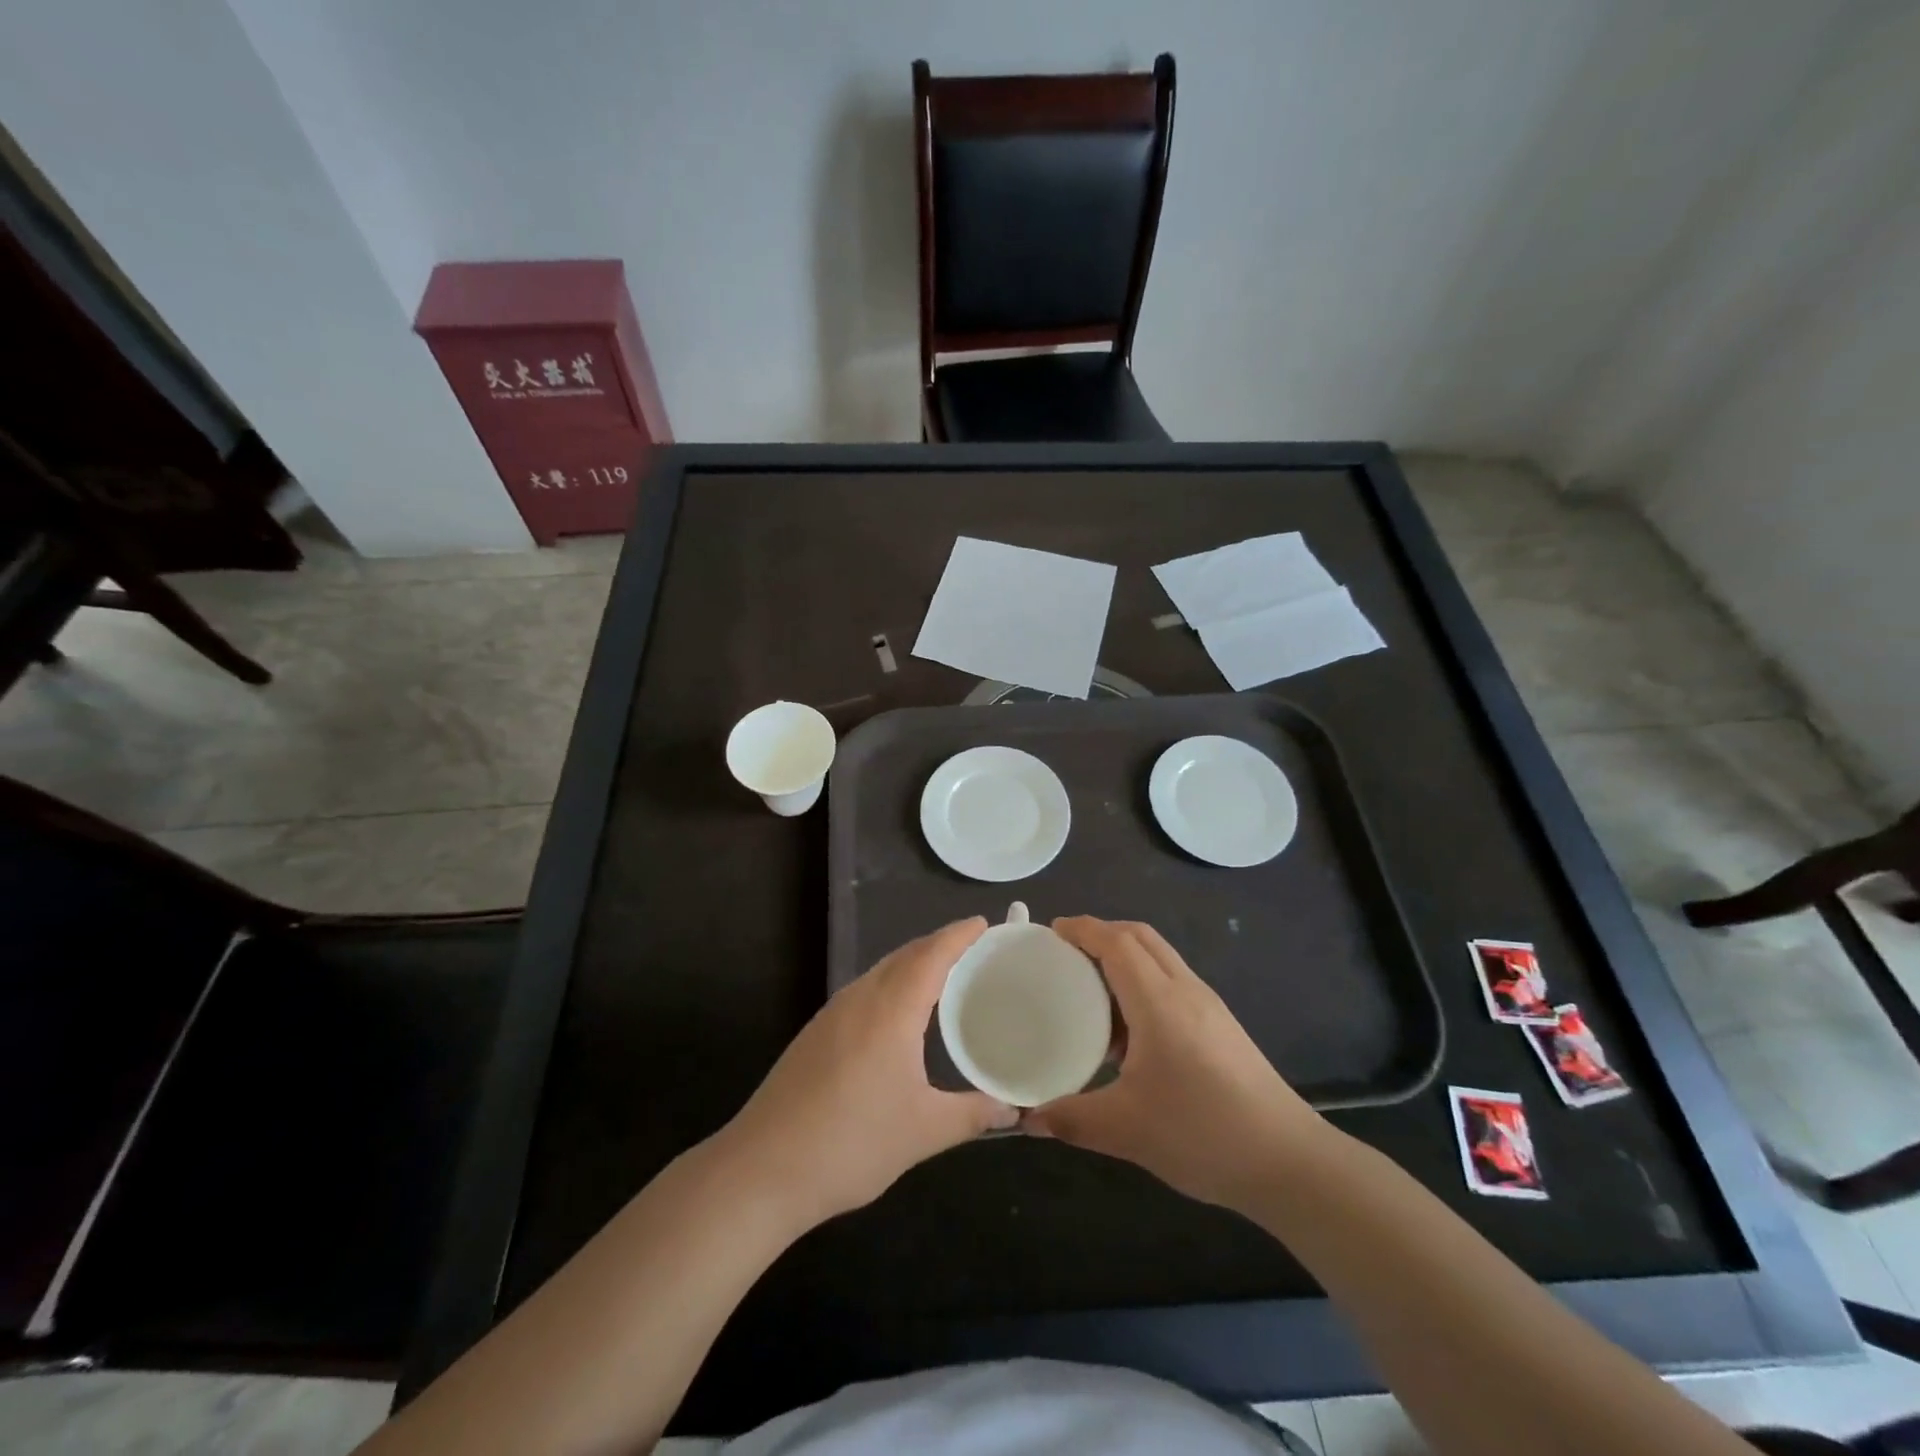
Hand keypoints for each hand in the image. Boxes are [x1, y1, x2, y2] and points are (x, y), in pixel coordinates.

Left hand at [717, 918, 1016, 1230]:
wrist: (762, 1170)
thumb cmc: (852, 1143)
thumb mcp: (923, 1131)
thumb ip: (972, 1114)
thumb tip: (1013, 1111)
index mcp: (891, 1009)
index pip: (931, 955)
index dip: (958, 935)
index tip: (982, 922)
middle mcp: (860, 998)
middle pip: (904, 956)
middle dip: (938, 945)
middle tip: (972, 949)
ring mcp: (831, 1014)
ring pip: (879, 972)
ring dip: (912, 964)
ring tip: (942, 976)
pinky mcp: (814, 1034)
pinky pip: (863, 991)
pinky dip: (890, 985)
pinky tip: (897, 1015)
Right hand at [1024, 917, 1323, 1213]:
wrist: (1290, 1162)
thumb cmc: (1203, 1133)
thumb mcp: (1126, 1129)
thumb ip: (1071, 1118)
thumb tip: (1028, 1118)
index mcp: (1159, 1001)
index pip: (1117, 942)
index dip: (1082, 929)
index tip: (1051, 931)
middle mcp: (1185, 990)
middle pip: (1140, 937)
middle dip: (1101, 933)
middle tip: (1066, 953)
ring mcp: (1209, 1006)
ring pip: (1160, 958)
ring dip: (1124, 958)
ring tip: (1090, 990)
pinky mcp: (1221, 1026)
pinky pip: (1173, 983)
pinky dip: (1143, 983)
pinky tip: (1129, 1032)